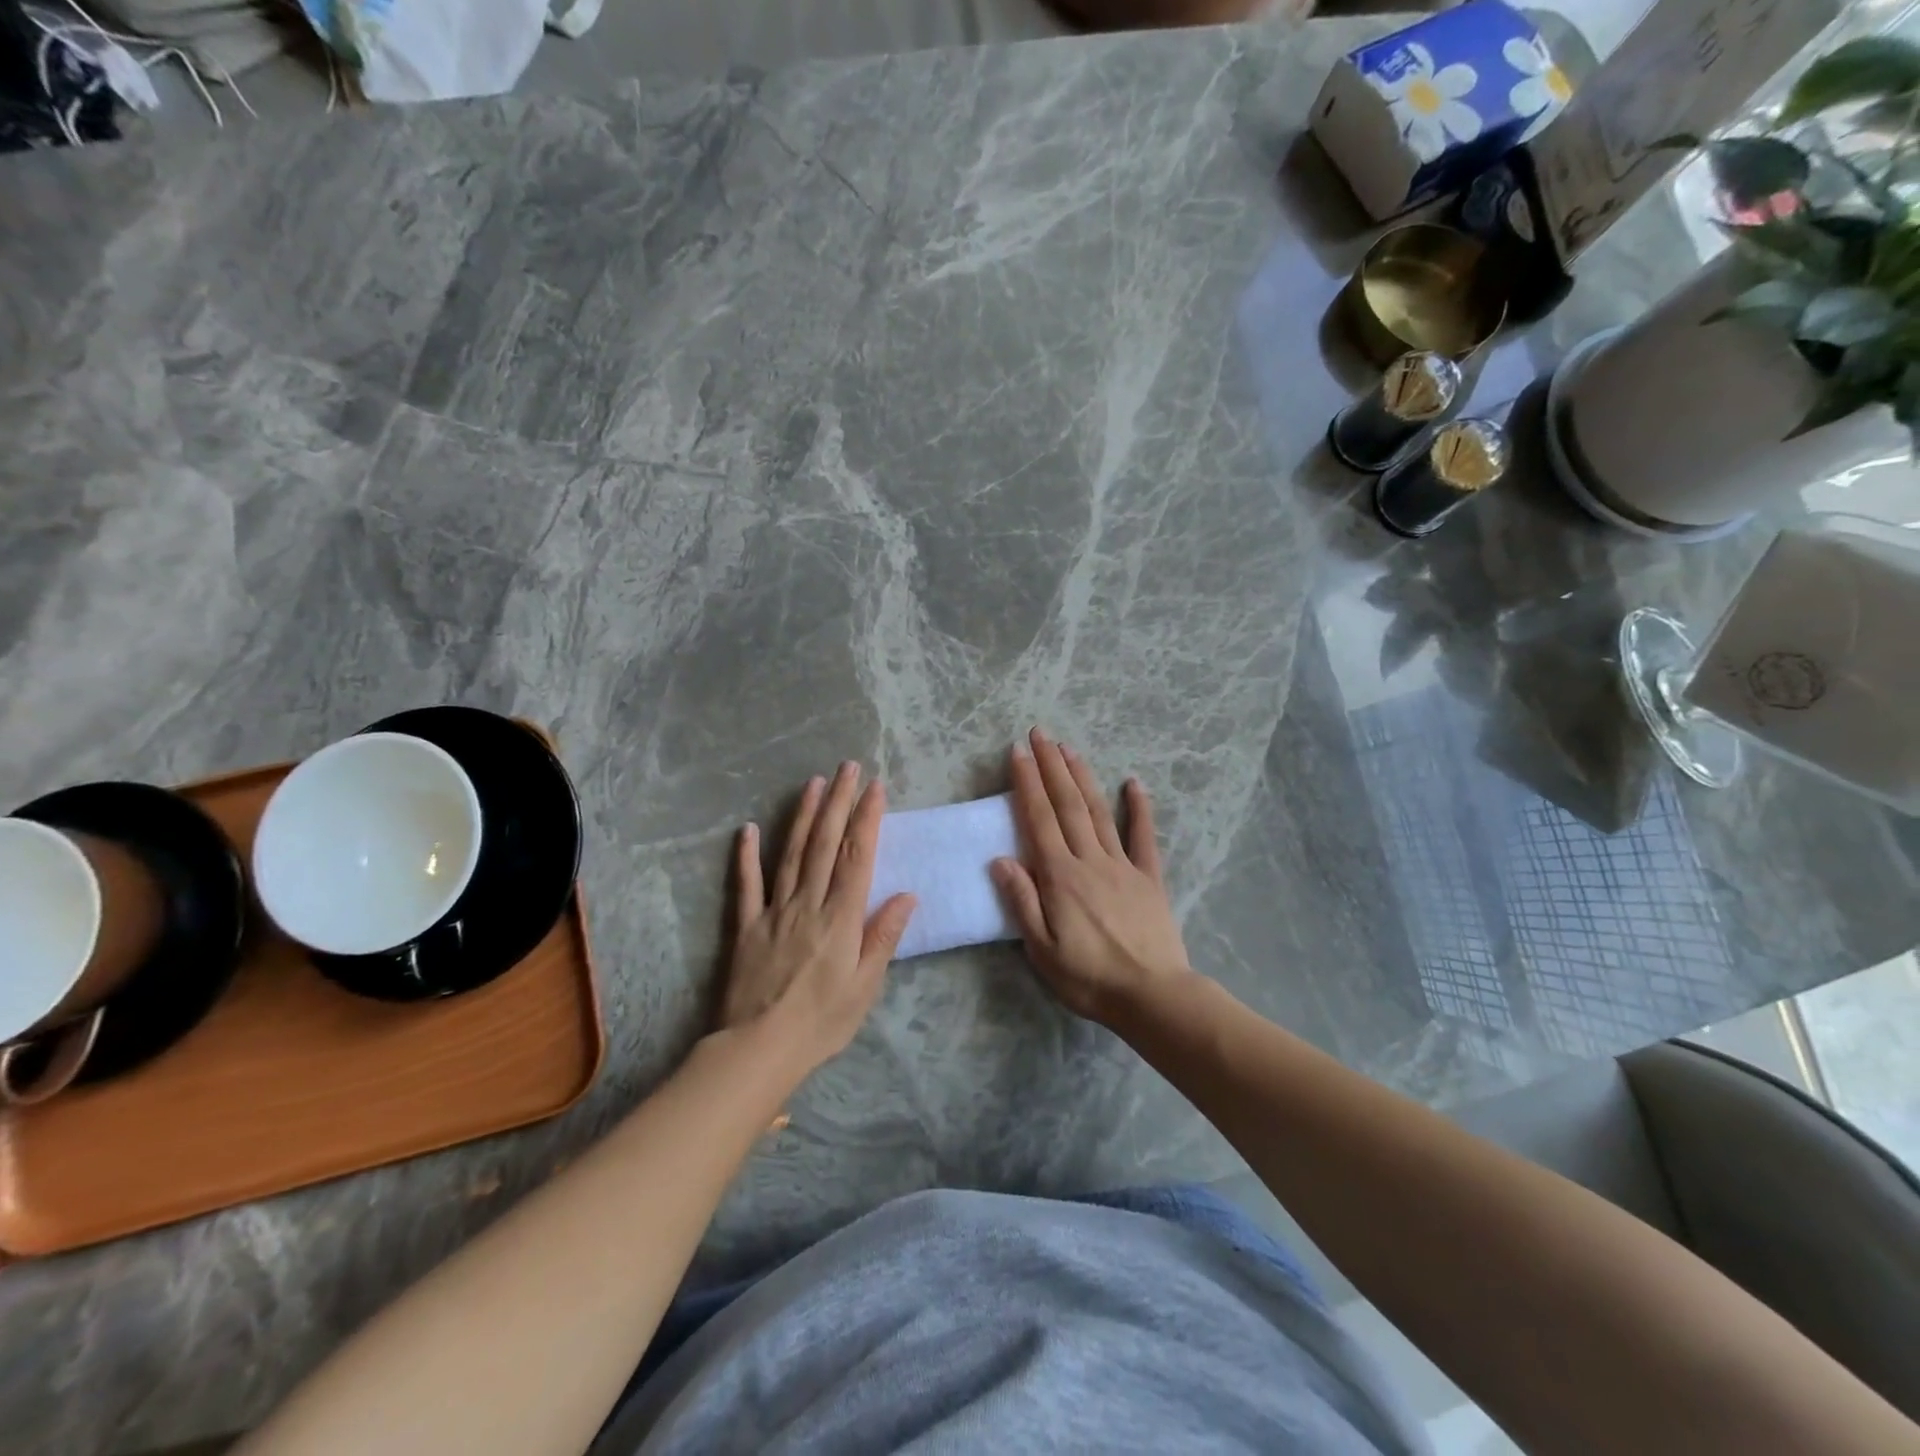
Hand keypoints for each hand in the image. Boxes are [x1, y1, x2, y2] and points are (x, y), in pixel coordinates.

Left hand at [721, 763, 915, 1075]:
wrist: (758, 1049)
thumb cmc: (821, 1022)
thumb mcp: (865, 987)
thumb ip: (883, 937)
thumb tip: (906, 895)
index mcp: (840, 918)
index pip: (857, 857)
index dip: (867, 819)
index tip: (875, 787)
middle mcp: (807, 903)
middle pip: (825, 844)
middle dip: (839, 802)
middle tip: (848, 767)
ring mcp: (773, 911)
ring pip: (790, 854)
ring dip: (803, 815)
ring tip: (814, 783)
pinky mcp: (745, 926)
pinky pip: (746, 885)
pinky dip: (746, 855)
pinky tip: (748, 829)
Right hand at [990, 727, 1193, 1024]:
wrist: (1151, 996)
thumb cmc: (1088, 978)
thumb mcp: (1041, 950)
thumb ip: (1022, 901)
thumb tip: (1000, 859)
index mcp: (1060, 877)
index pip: (1039, 818)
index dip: (1027, 782)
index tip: (1017, 752)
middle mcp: (1090, 860)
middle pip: (1067, 804)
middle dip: (1051, 765)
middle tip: (1040, 734)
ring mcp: (1122, 865)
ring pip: (1098, 811)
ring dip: (1082, 776)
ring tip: (1069, 748)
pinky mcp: (1149, 877)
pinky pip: (1144, 837)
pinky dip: (1139, 807)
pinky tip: (1134, 783)